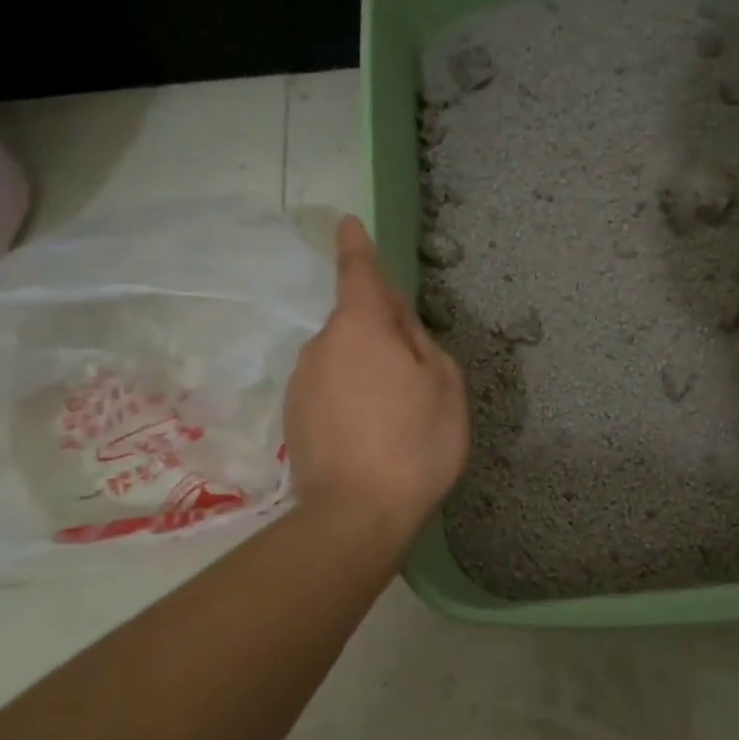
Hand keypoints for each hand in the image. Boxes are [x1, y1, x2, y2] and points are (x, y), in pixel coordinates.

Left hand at [285, 217, 468, 541]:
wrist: (357, 515)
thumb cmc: (415, 443)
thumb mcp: (443, 385)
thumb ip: (421, 341)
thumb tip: (397, 325)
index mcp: (361, 327)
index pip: (358, 273)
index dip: (356, 247)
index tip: (346, 224)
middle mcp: (322, 346)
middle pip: (354, 323)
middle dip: (381, 333)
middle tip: (415, 375)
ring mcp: (303, 383)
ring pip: (342, 359)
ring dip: (367, 370)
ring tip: (396, 417)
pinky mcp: (294, 418)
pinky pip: (329, 390)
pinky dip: (350, 399)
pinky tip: (372, 435)